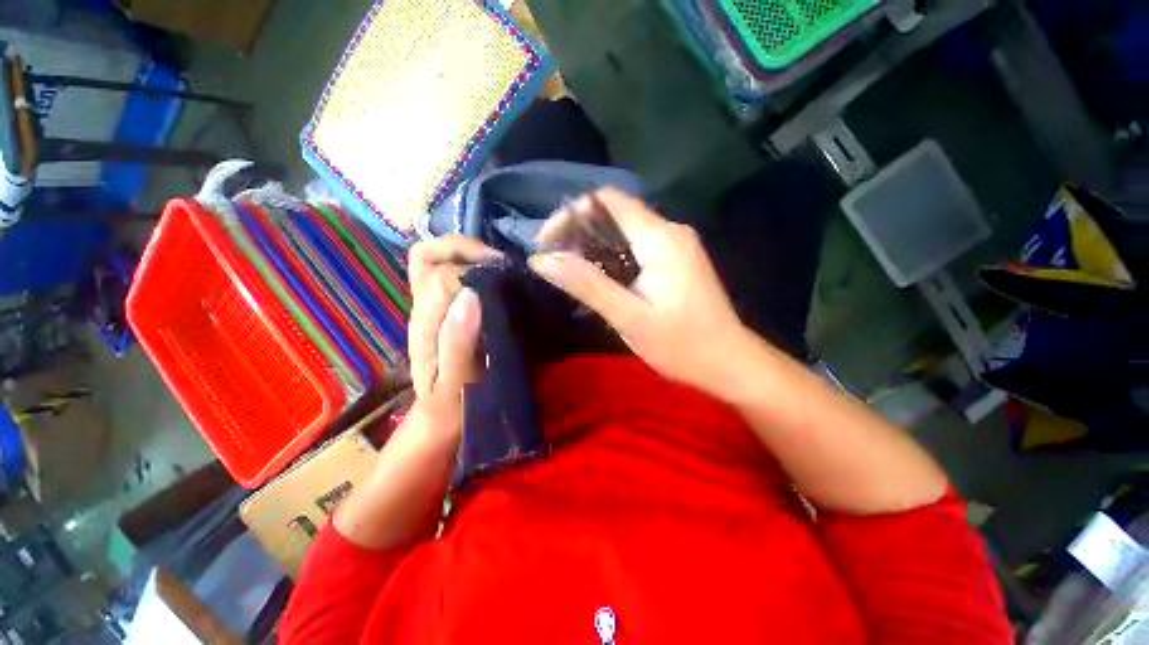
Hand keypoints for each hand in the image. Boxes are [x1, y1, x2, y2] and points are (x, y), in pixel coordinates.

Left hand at [332, 237, 498, 549]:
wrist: (442, 427)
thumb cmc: (451, 411)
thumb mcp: (456, 384)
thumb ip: (459, 341)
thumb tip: (471, 293)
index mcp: (425, 323)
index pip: (439, 270)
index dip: (470, 264)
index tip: (504, 273)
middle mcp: (424, 309)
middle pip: (429, 255)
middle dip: (464, 248)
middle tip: (501, 264)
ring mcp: (434, 311)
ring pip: (439, 263)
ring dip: (469, 257)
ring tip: (502, 270)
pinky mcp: (447, 317)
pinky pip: (454, 280)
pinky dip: (473, 271)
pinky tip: (498, 284)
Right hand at [528, 189, 748, 397]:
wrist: (730, 362)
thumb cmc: (682, 344)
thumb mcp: (629, 317)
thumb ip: (587, 284)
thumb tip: (541, 259)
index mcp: (660, 238)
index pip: (608, 201)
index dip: (572, 214)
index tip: (547, 243)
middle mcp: (670, 231)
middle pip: (615, 214)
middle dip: (579, 232)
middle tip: (554, 263)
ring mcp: (675, 246)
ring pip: (624, 232)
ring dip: (594, 247)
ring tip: (569, 273)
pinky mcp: (676, 261)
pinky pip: (636, 248)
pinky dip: (612, 258)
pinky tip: (599, 280)